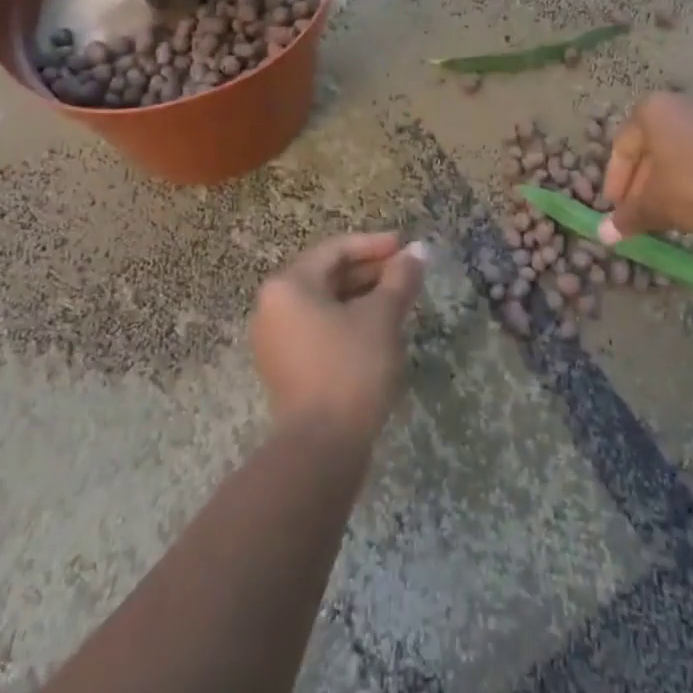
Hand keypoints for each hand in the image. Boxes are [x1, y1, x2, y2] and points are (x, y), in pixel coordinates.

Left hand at [252, 233, 427, 444]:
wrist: (321, 448)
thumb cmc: (351, 368)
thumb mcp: (381, 317)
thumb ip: (400, 278)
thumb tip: (419, 250)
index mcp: (288, 286)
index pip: (335, 250)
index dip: (374, 244)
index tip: (406, 246)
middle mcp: (273, 307)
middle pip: (327, 275)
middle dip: (369, 271)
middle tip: (407, 273)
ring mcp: (275, 340)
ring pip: (324, 303)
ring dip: (361, 297)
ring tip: (399, 299)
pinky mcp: (285, 368)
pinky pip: (318, 328)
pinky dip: (347, 321)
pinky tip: (378, 329)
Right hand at [599, 93, 692, 243]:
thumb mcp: (657, 205)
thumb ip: (629, 217)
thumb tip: (604, 235)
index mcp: (650, 111)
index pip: (621, 149)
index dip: (615, 184)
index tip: (616, 211)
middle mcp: (676, 103)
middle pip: (648, 149)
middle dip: (640, 186)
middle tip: (638, 216)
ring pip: (673, 152)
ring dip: (664, 183)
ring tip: (664, 214)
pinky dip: (688, 175)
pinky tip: (692, 202)